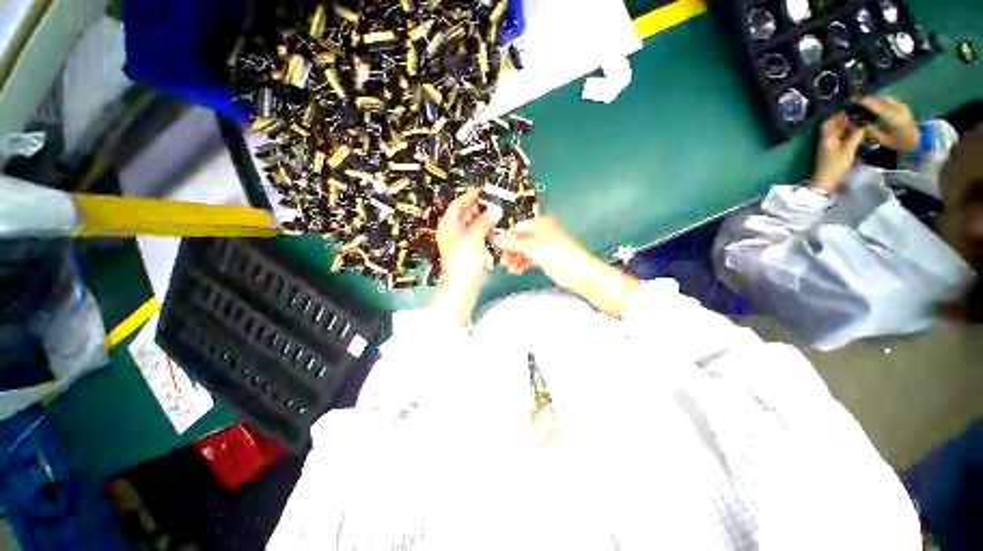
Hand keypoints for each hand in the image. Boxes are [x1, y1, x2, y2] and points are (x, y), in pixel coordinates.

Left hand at [433, 190, 499, 324]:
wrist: (462, 288)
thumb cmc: (463, 262)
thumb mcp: (473, 238)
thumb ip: (483, 222)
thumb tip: (495, 209)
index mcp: (449, 226)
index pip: (458, 205)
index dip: (470, 196)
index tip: (484, 191)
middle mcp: (453, 232)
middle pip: (465, 214)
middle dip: (479, 208)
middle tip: (496, 203)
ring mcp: (461, 242)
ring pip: (472, 225)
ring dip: (484, 219)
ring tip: (498, 215)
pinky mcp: (468, 251)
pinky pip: (477, 236)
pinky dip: (485, 231)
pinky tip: (495, 230)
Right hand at [496, 217, 640, 316]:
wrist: (576, 271)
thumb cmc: (555, 253)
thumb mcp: (531, 246)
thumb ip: (512, 242)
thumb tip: (495, 239)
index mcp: (540, 223)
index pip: (517, 227)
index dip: (505, 237)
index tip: (496, 248)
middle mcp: (541, 232)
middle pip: (519, 239)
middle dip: (510, 251)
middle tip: (503, 262)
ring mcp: (543, 246)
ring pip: (523, 250)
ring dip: (515, 259)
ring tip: (511, 269)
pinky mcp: (545, 258)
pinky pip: (529, 259)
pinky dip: (522, 263)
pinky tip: (518, 270)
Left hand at [812, 113, 865, 192]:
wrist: (826, 182)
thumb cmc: (836, 165)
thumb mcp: (848, 148)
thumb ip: (856, 134)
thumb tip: (863, 122)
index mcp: (826, 137)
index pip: (830, 122)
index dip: (840, 115)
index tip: (852, 110)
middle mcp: (825, 141)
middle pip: (834, 127)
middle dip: (845, 121)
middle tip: (859, 116)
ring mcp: (828, 148)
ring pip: (837, 134)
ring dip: (847, 128)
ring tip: (861, 124)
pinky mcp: (832, 154)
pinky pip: (839, 141)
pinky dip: (847, 136)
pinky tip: (857, 136)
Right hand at [858, 95, 921, 152]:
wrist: (917, 140)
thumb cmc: (899, 143)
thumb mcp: (884, 141)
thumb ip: (873, 132)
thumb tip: (862, 124)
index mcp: (892, 118)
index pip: (876, 107)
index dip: (865, 102)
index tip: (854, 100)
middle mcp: (897, 109)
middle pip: (880, 100)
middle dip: (868, 100)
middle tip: (857, 101)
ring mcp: (901, 106)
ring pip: (885, 98)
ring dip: (875, 99)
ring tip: (866, 102)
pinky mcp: (903, 106)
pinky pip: (890, 100)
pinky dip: (881, 100)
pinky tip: (876, 104)